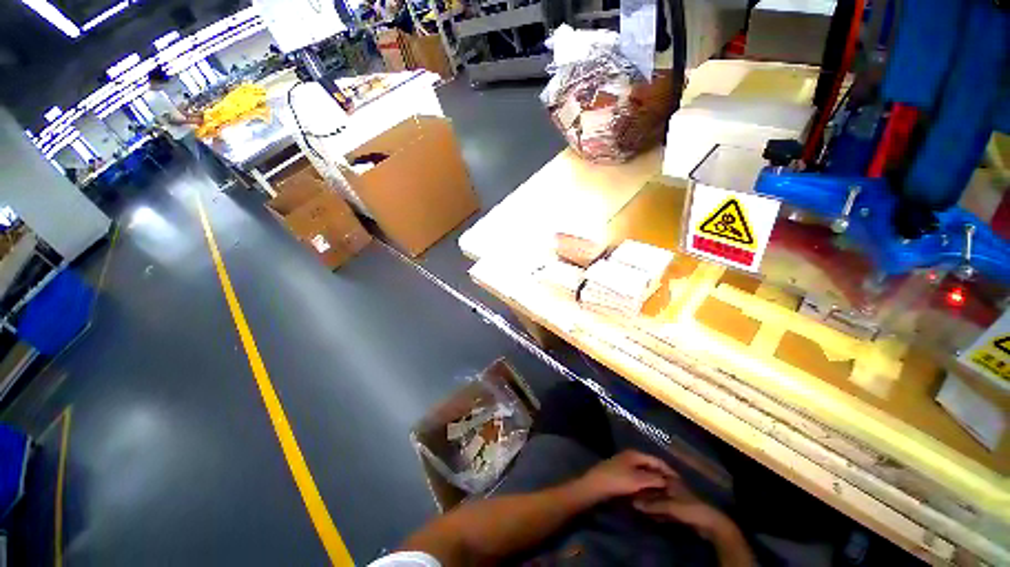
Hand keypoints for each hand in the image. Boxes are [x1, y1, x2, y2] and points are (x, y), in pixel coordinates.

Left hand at [573, 450, 676, 504]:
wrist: (595, 486)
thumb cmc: (617, 480)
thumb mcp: (638, 480)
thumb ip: (655, 479)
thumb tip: (668, 480)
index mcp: (635, 454)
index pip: (657, 460)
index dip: (669, 471)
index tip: (681, 483)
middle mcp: (631, 457)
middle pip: (651, 466)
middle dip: (662, 477)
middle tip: (675, 491)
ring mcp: (625, 465)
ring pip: (645, 474)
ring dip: (654, 483)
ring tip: (665, 495)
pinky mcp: (621, 475)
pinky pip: (638, 479)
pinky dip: (646, 486)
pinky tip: (650, 495)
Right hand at [633, 478, 734, 538]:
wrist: (709, 523)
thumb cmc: (689, 508)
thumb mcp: (669, 506)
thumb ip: (652, 504)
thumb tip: (634, 503)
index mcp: (670, 479)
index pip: (653, 472)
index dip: (642, 473)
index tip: (630, 476)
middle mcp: (671, 485)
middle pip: (654, 485)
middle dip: (644, 489)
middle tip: (631, 492)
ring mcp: (675, 497)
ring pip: (658, 496)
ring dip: (650, 501)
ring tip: (636, 502)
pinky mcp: (678, 509)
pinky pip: (663, 507)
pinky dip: (656, 509)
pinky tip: (649, 514)